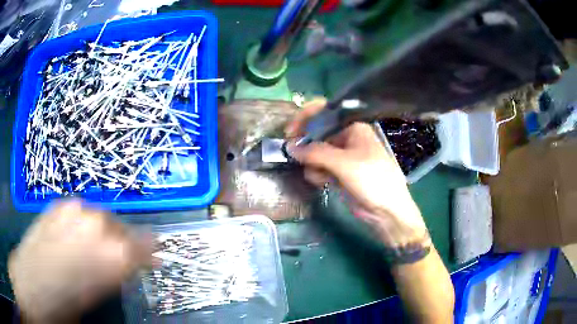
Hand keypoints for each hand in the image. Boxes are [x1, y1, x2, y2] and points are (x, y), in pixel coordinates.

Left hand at [8, 199, 151, 322]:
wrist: (34, 280)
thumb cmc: (70, 300)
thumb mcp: (101, 294)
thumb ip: (119, 273)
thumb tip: (129, 264)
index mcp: (117, 254)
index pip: (147, 244)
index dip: (151, 251)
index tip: (153, 257)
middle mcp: (101, 225)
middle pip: (123, 228)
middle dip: (122, 242)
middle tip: (112, 257)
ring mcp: (77, 209)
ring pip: (101, 216)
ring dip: (100, 231)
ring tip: (88, 247)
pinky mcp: (60, 204)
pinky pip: (79, 211)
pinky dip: (81, 223)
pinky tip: (71, 236)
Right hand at [285, 99, 429, 250]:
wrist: (386, 210)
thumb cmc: (372, 179)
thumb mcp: (344, 163)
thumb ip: (315, 153)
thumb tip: (290, 147)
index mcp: (352, 127)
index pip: (323, 112)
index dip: (305, 118)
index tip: (289, 133)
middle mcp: (345, 138)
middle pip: (316, 134)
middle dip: (306, 146)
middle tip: (296, 156)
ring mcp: (341, 156)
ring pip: (314, 153)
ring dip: (312, 164)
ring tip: (319, 175)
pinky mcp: (338, 172)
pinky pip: (319, 167)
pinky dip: (317, 174)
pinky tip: (323, 183)